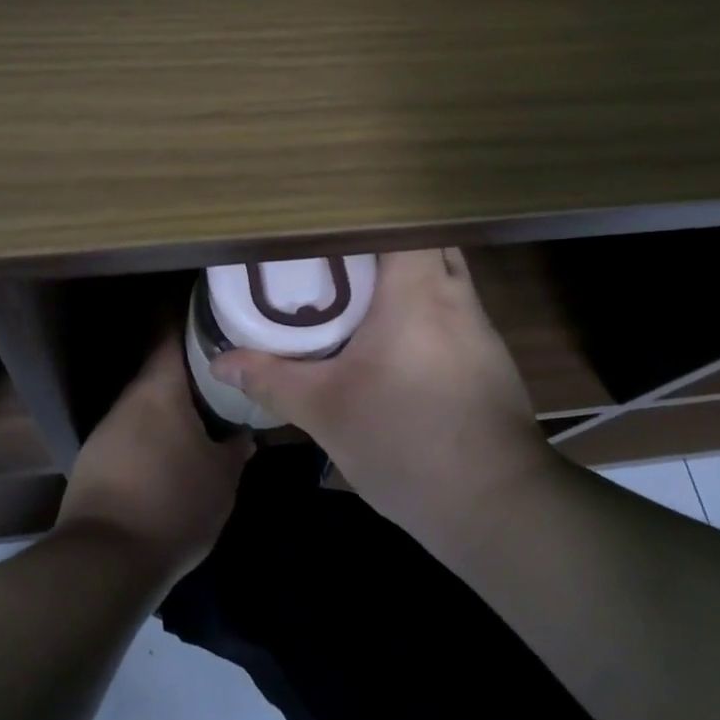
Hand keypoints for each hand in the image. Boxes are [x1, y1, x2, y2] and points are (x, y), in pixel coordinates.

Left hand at [55, 332, 254, 586]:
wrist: (105, 559)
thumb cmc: (174, 503)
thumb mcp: (222, 478)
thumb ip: (236, 447)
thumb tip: (244, 433)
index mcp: (159, 388)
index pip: (173, 333)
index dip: (195, 322)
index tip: (219, 319)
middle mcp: (128, 399)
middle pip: (161, 371)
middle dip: (191, 373)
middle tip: (225, 376)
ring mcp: (106, 429)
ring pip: (146, 405)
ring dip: (171, 408)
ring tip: (204, 416)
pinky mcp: (94, 459)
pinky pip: (132, 433)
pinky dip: (153, 435)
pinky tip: (172, 454)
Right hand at [209, 249, 556, 549]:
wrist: (498, 507)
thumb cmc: (406, 443)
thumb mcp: (326, 411)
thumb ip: (272, 378)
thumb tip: (222, 363)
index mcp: (417, 291)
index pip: (403, 219)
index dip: (367, 212)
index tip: (327, 221)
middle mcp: (455, 295)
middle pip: (424, 240)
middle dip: (382, 242)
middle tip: (335, 257)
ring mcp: (481, 327)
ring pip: (442, 275)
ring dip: (406, 276)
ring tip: (359, 292)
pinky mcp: (491, 358)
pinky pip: (453, 309)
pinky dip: (424, 308)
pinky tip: (397, 341)